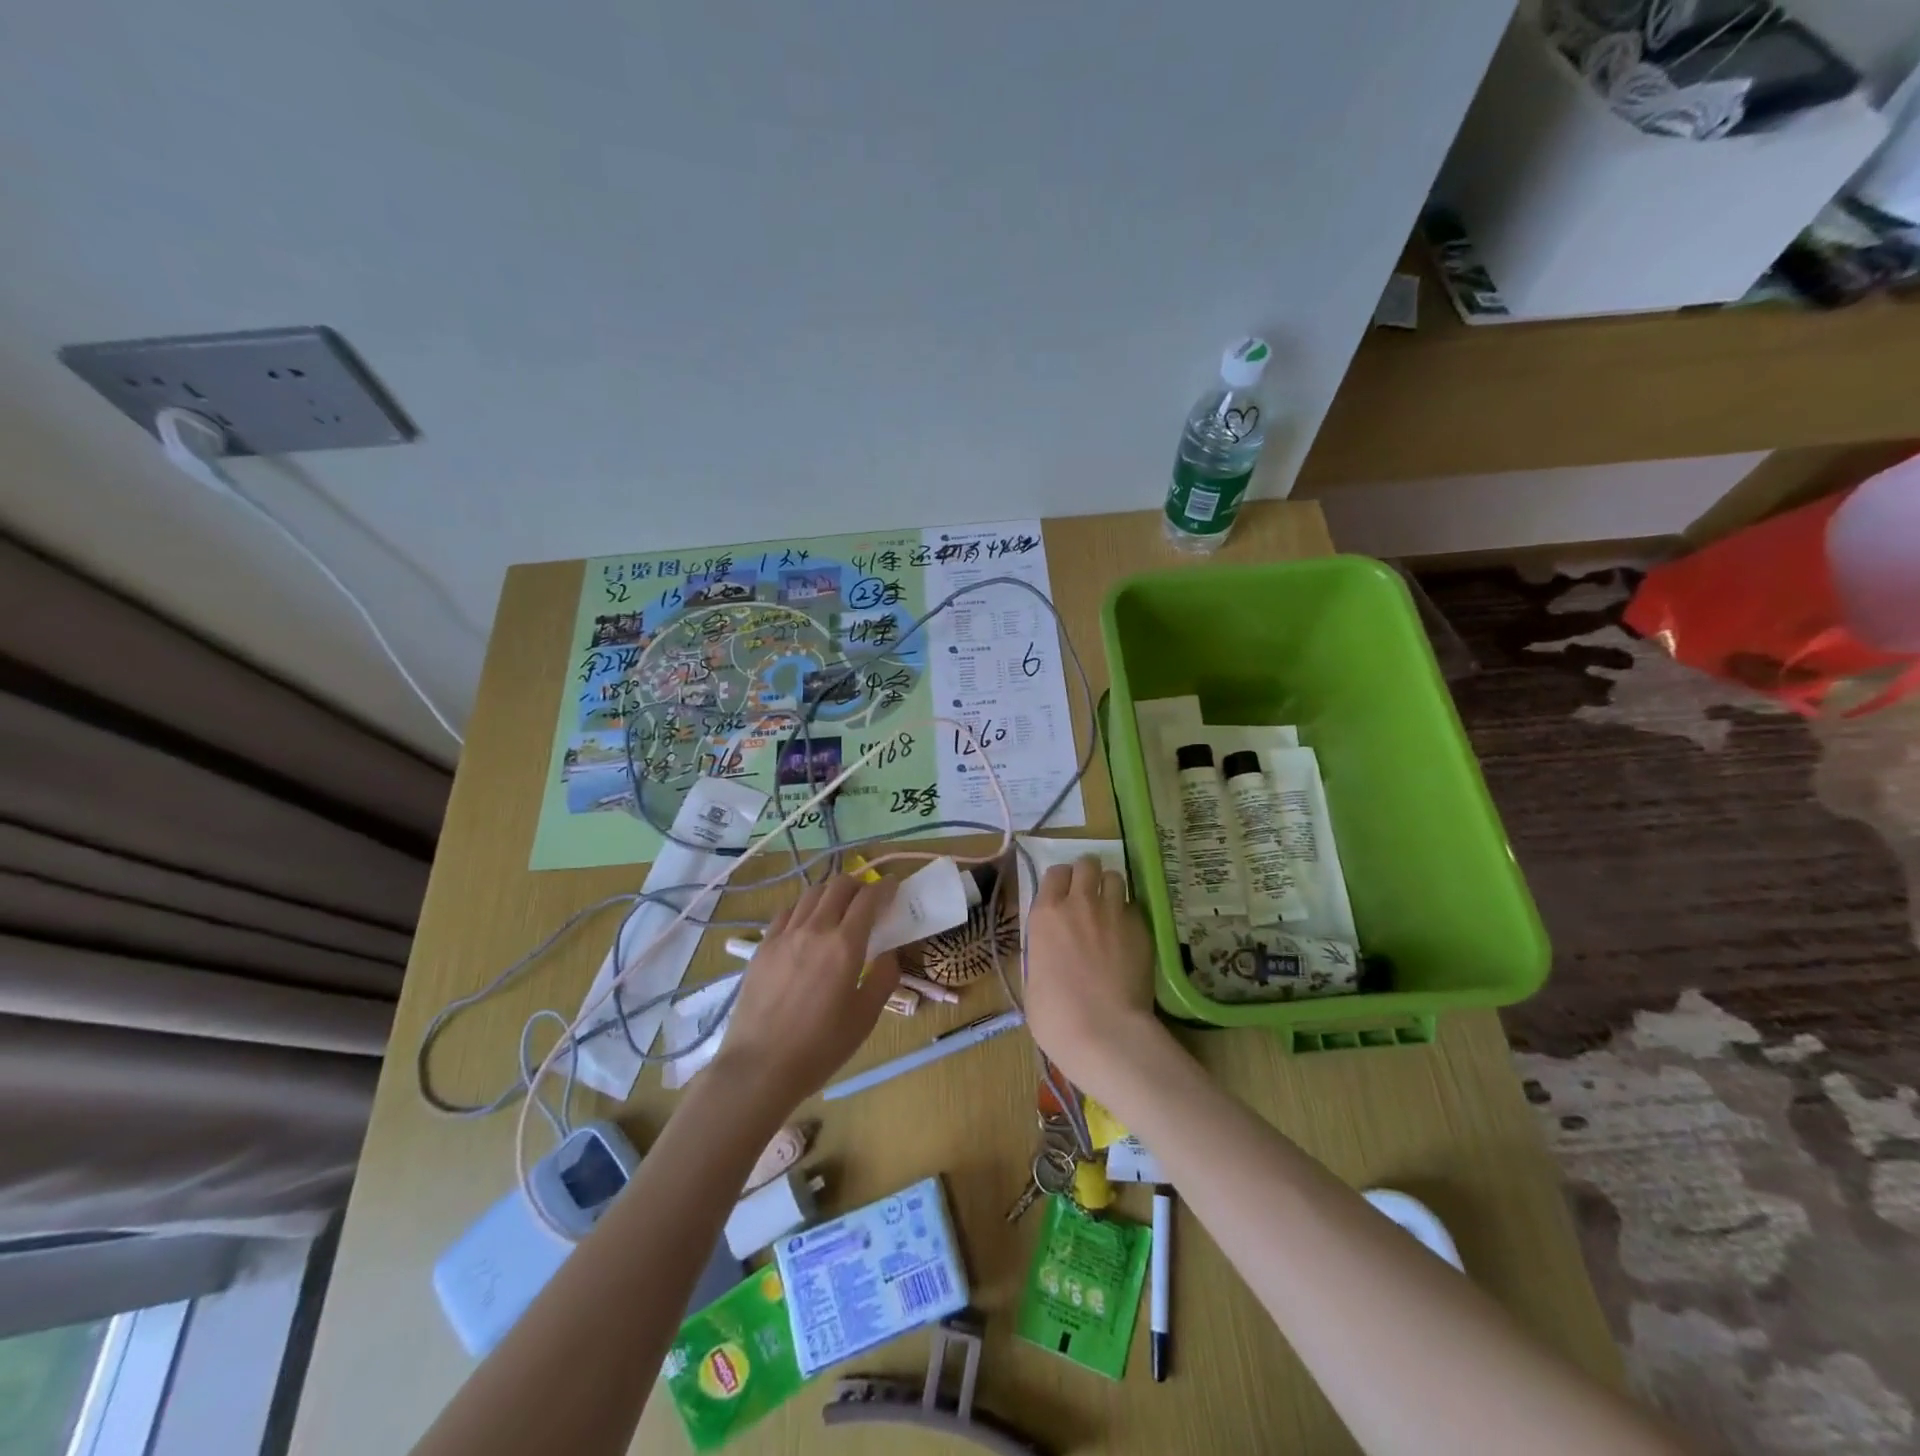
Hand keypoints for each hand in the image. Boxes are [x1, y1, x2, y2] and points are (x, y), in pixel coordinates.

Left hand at [713, 875, 900, 1109]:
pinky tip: (806, 927)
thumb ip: (884, 978)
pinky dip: (804, 909)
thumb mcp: (865, 1017)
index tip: (894, 886)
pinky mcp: (762, 947)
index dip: (885, 887)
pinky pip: (787, 913)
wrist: (760, 1067)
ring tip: (839, 909)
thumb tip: (889, 953)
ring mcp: (784, 935)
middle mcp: (815, 929)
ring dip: (831, 893)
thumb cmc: (820, 1047)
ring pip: (811, 893)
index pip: (869, 898)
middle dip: (859, 884)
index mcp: (845, 945)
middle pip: (839, 885)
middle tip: (868, 899)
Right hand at [1023, 856, 1165, 1100]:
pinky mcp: (1141, 928)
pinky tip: (1128, 935)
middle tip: (1089, 894)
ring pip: (1115, 877)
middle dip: (1088, 874)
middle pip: (1087, 864)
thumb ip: (1043, 952)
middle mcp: (1079, 904)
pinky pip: (1135, 907)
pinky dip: (1130, 915)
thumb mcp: (1033, 980)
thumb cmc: (1056, 1016)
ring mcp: (1113, 913)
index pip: (1055, 873)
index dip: (1061, 881)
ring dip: (1111, 888)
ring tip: (1111, 908)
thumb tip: (1051, 952)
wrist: (1104, 1032)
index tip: (1063, 895)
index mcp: (1046, 915)